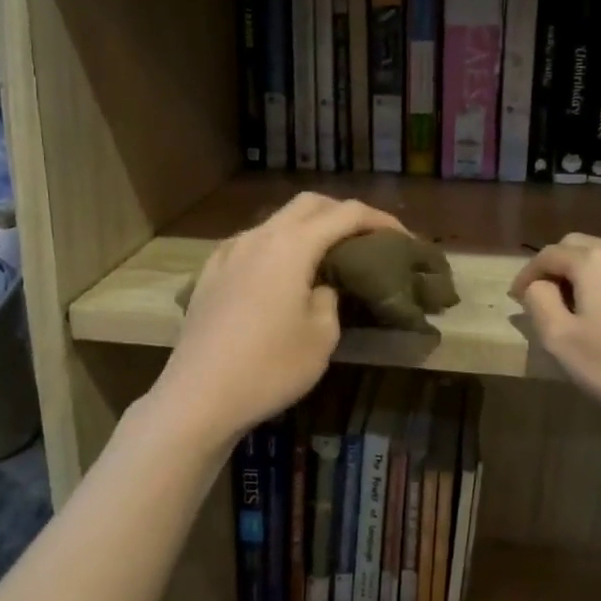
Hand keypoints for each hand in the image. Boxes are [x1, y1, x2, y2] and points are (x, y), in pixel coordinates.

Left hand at [154, 193, 403, 449]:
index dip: (378, 219)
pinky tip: (277, 271)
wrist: (199, 396)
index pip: (345, 214)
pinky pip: (249, 244)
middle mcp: (258, 237)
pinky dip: (274, 246)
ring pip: (275, 222)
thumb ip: (330, 300)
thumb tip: (321, 286)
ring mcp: (228, 253)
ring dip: (305, 228)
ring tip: (324, 255)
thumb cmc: (270, 368)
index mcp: (292, 246)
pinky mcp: (209, 274)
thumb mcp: (321, 337)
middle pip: (307, 204)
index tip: (401, 236)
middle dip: (341, 212)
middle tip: (364, 237)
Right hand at [510, 234, 600, 433]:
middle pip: (581, 246)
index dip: (527, 274)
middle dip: (558, 266)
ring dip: (589, 272)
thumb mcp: (561, 339)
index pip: (548, 254)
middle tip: (546, 297)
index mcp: (594, 261)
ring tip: (582, 303)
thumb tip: (538, 285)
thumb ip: (539, 301)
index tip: (516, 298)